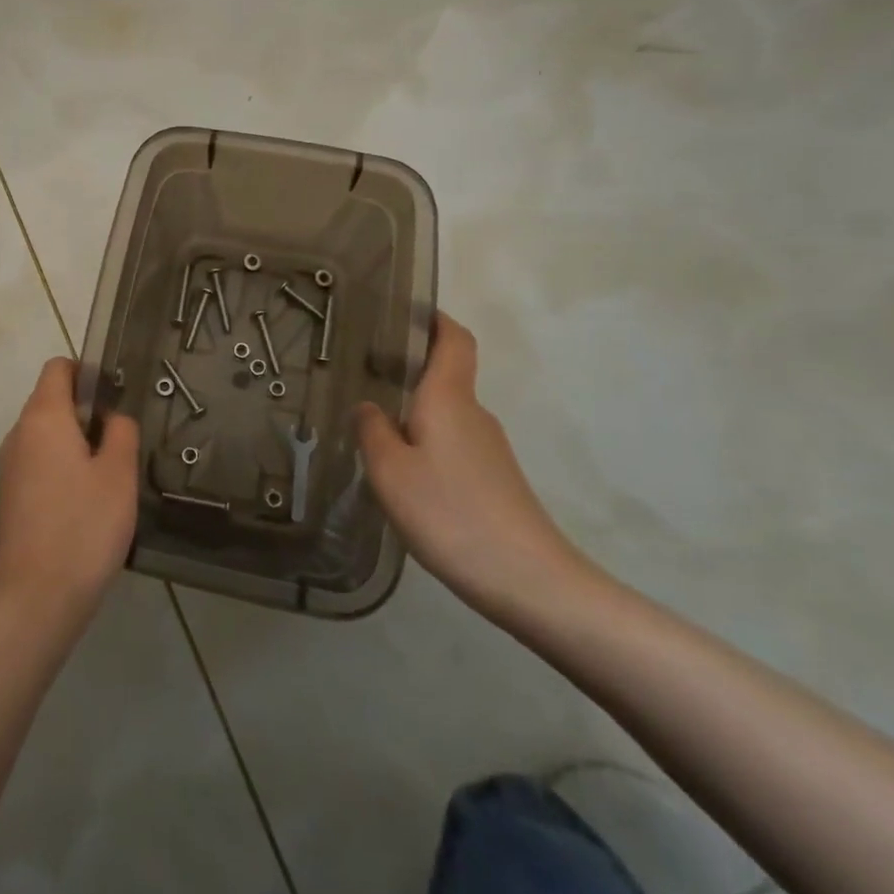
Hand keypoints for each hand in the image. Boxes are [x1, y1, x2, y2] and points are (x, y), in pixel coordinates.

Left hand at [0, 358, 139, 633]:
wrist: (35, 600)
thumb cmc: (83, 528)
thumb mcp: (119, 474)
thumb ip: (122, 432)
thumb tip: (113, 417)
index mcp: (42, 418)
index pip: (58, 368)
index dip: (87, 371)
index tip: (114, 396)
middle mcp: (18, 435)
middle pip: (50, 401)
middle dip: (85, 412)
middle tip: (120, 443)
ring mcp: (8, 469)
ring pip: (45, 436)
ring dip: (75, 443)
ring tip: (107, 477)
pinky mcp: (8, 499)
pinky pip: (37, 465)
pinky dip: (60, 469)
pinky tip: (85, 505)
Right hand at [357, 313, 593, 622]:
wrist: (530, 582)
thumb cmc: (451, 513)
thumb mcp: (391, 472)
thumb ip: (373, 432)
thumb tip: (369, 407)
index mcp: (450, 398)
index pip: (455, 340)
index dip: (435, 319)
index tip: (406, 312)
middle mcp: (473, 414)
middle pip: (445, 377)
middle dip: (408, 371)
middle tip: (363, 376)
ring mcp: (488, 449)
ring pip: (446, 416)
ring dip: (414, 414)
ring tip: (372, 431)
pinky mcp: (494, 481)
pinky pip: (452, 446)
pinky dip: (426, 445)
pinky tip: (404, 477)